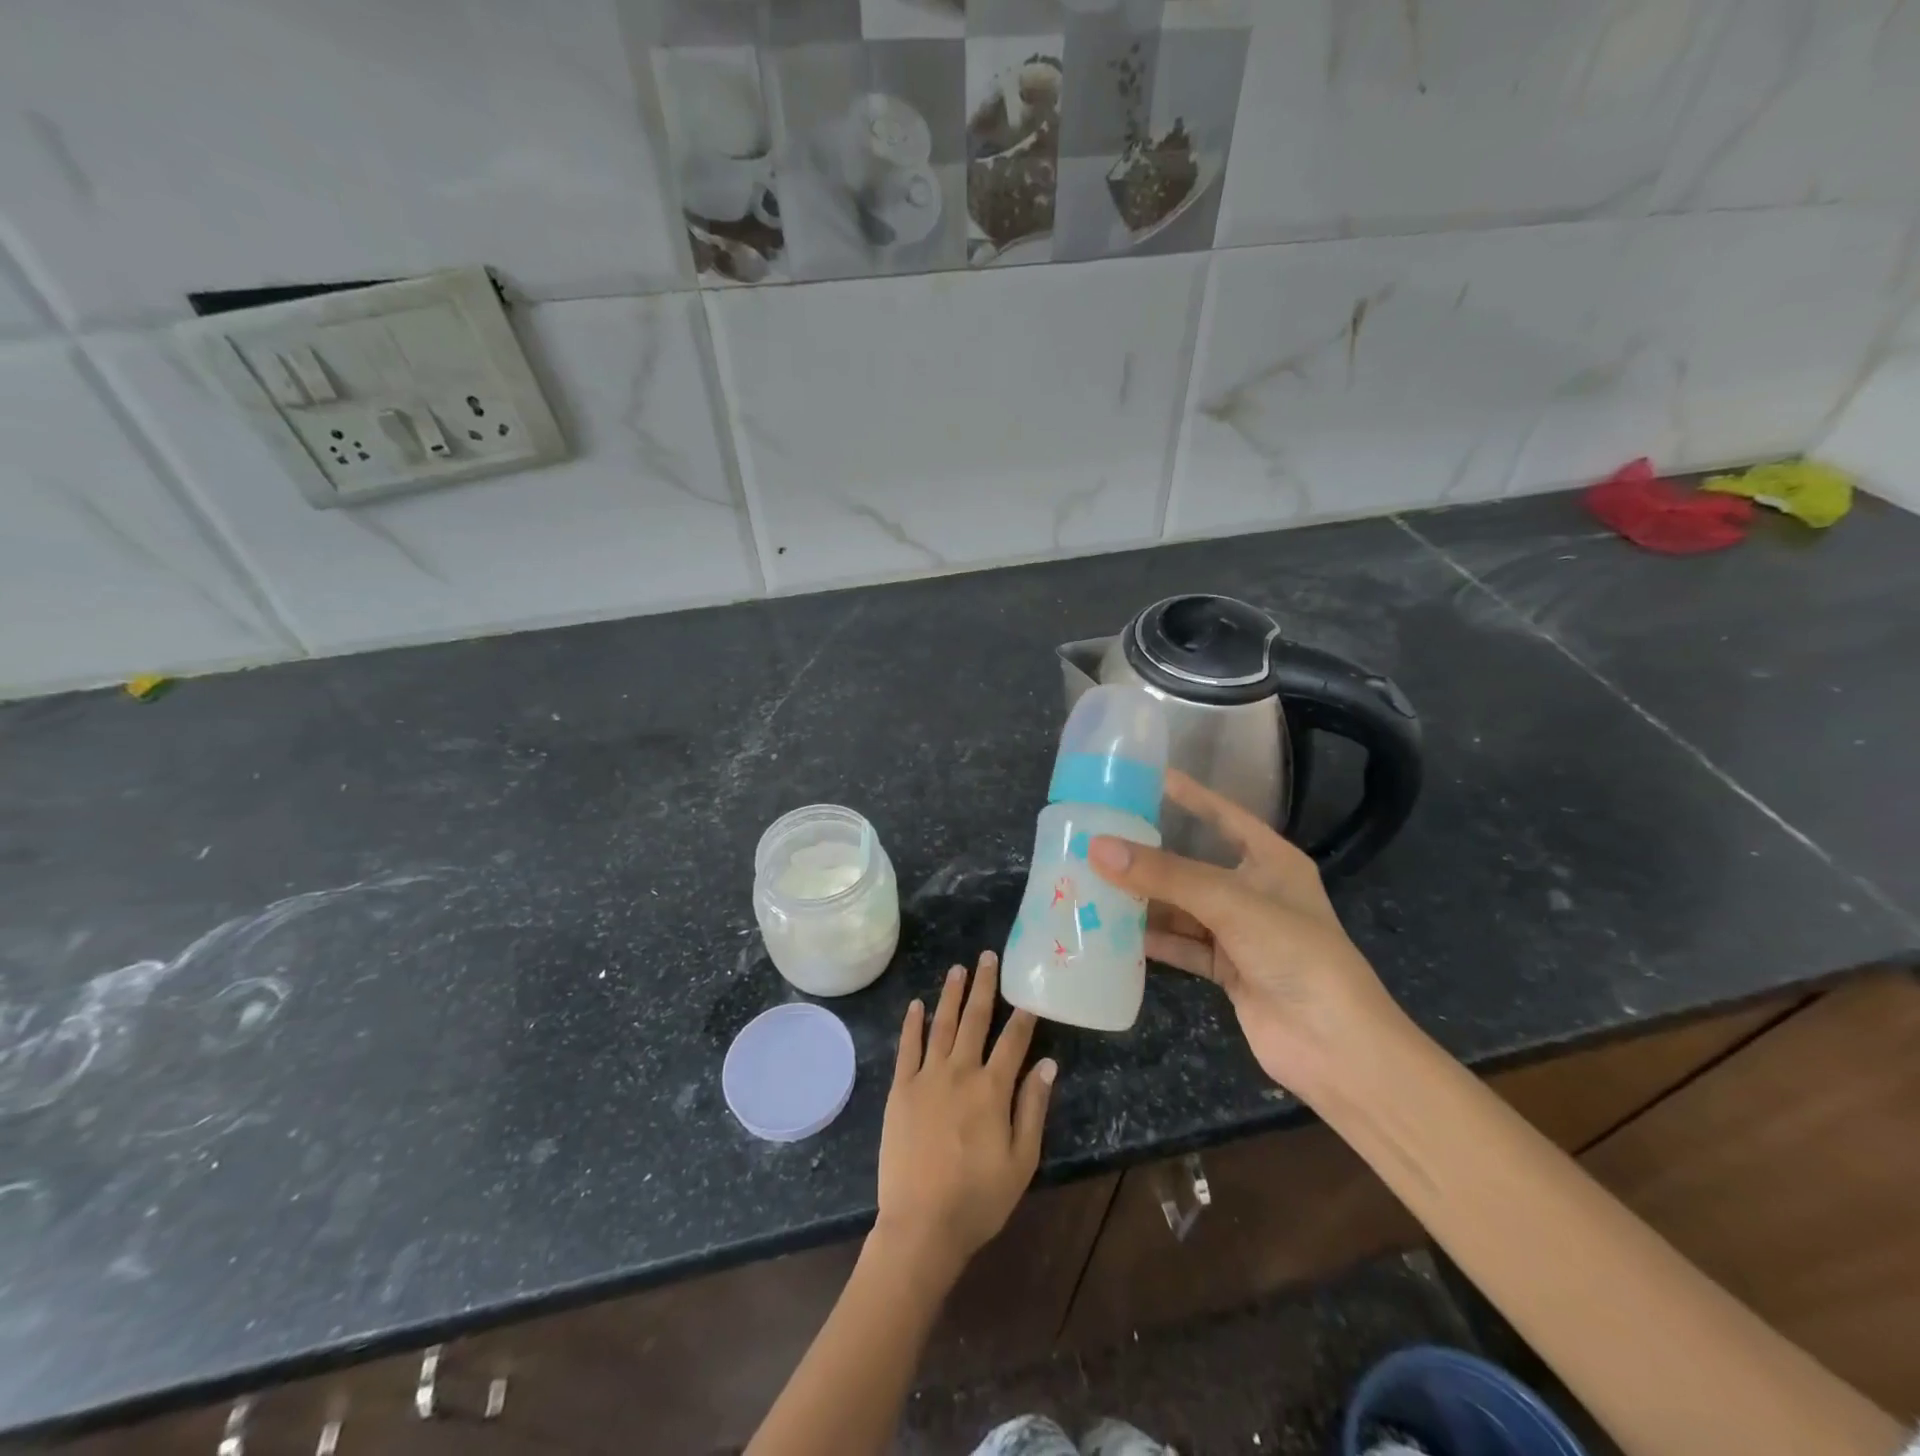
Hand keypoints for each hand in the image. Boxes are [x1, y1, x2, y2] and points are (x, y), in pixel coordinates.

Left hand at [875, 952, 1055, 1280]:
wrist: (921, 1226)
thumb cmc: (978, 1199)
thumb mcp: (1021, 1160)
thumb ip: (1033, 1108)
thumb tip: (1047, 1064)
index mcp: (992, 1089)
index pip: (1012, 1041)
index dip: (1022, 1016)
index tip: (1028, 993)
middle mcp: (959, 1072)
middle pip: (974, 1020)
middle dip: (983, 987)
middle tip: (987, 957)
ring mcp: (926, 1078)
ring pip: (941, 1025)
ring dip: (950, 995)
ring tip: (957, 969)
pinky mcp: (901, 1090)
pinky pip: (907, 1048)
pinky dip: (912, 1024)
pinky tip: (916, 1004)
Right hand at [1087, 770, 1405, 1096]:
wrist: (1336, 1046)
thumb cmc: (1296, 953)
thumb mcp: (1229, 902)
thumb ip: (1164, 875)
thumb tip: (1097, 847)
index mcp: (1271, 860)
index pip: (1224, 816)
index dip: (1190, 796)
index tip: (1147, 778)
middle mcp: (1254, 891)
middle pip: (1192, 865)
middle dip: (1149, 855)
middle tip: (1099, 837)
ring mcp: (1240, 933)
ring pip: (1181, 907)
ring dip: (1143, 900)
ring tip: (1092, 882)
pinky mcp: (1227, 969)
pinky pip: (1180, 945)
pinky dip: (1150, 939)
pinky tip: (1111, 931)